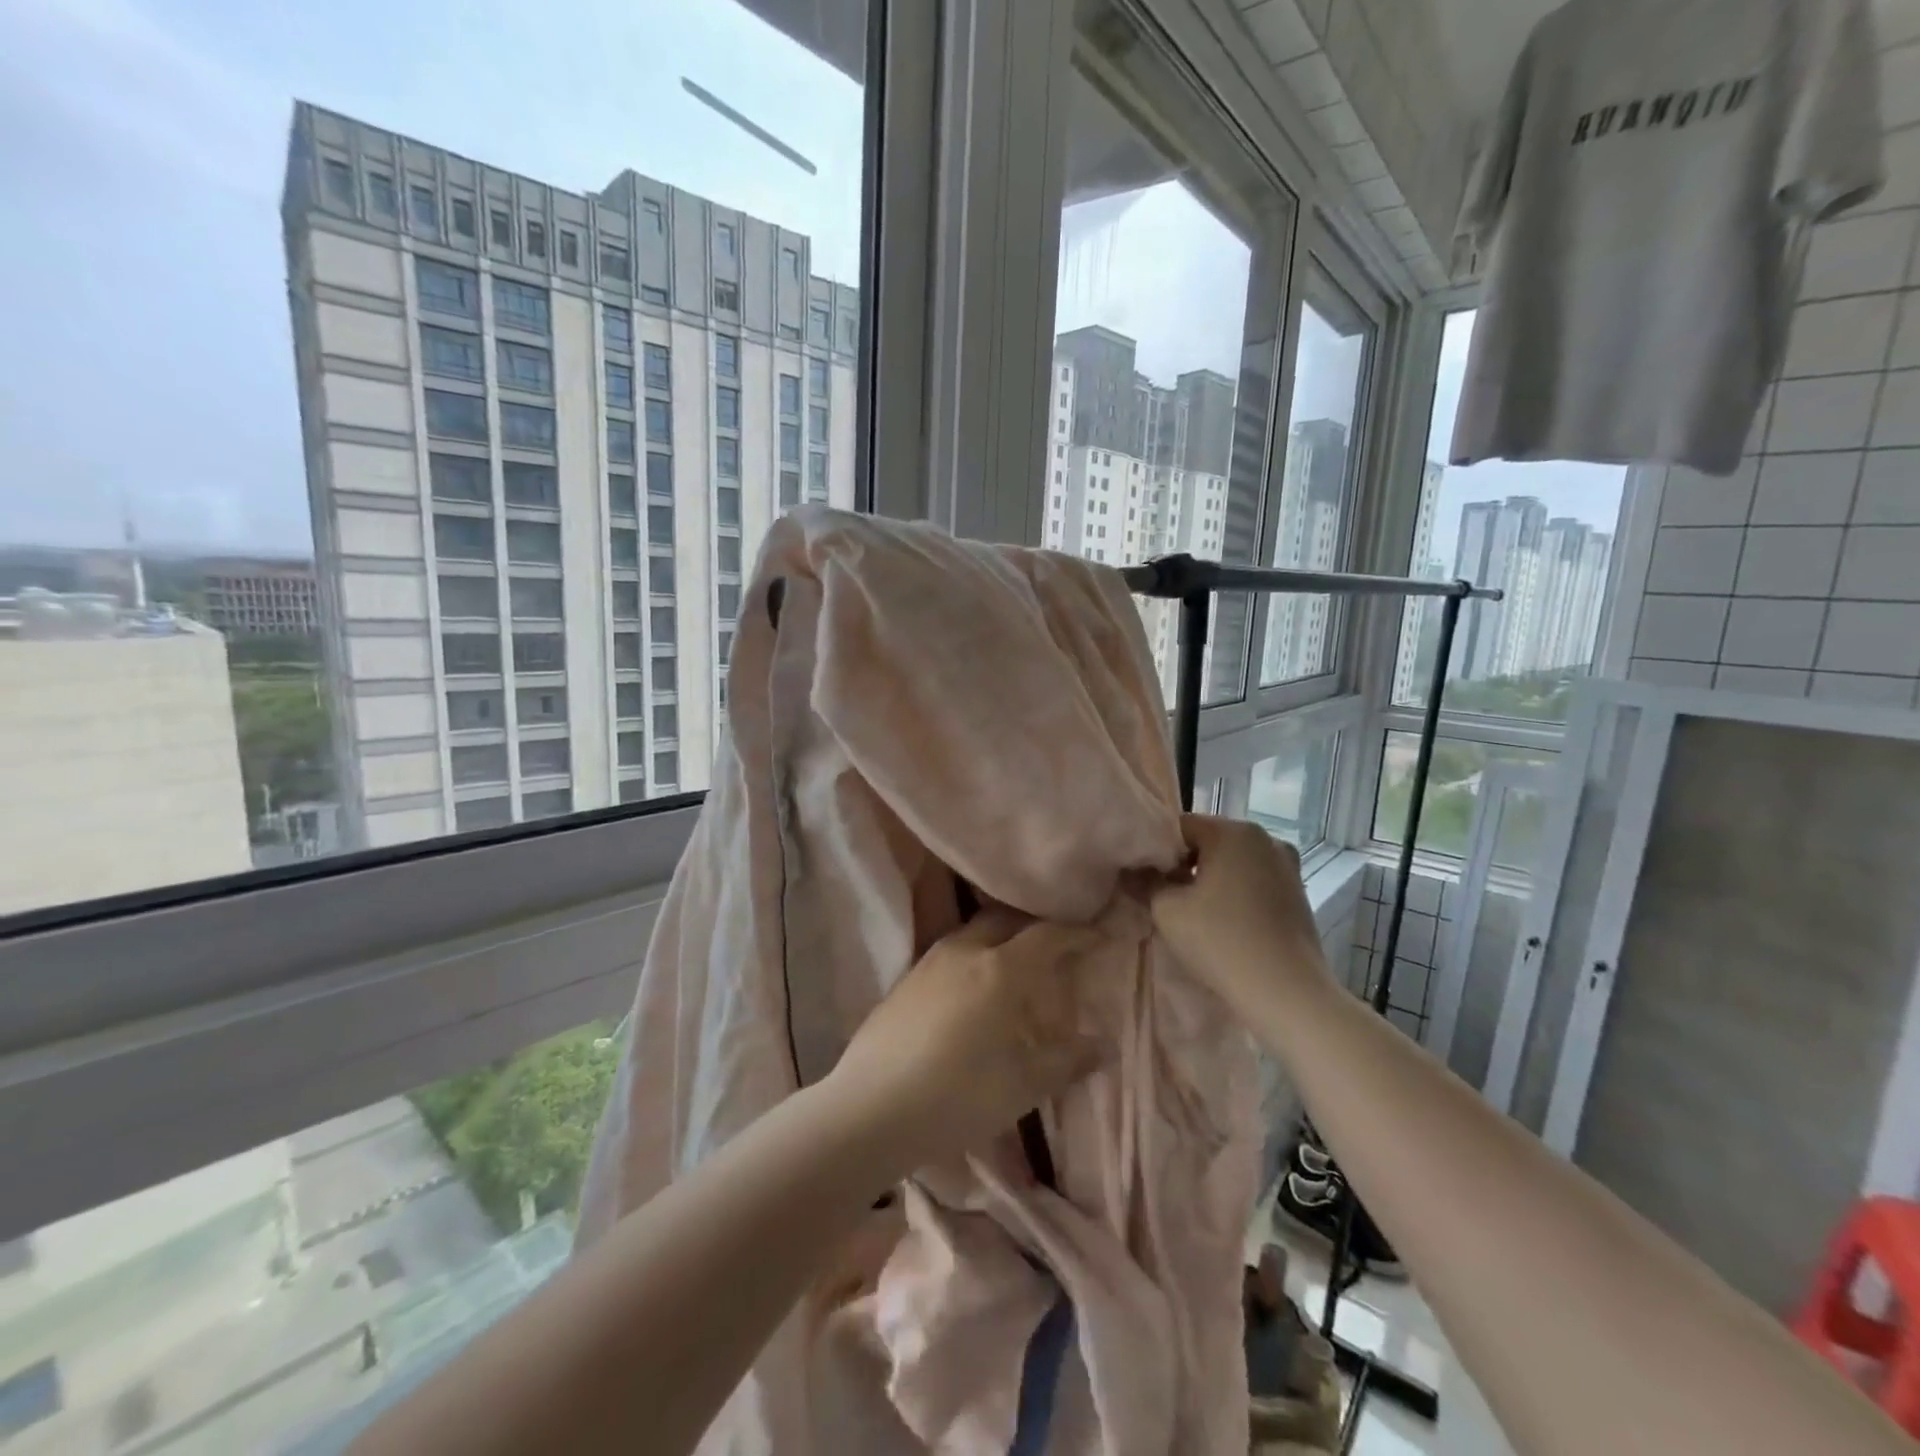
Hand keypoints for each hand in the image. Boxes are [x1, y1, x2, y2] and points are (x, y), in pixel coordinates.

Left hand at [824, 910, 1111, 1174]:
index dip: (1079, 933)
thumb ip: (1067, 1061)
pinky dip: (975, 955)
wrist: (870, 1109)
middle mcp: (965, 950)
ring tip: (1016, 964)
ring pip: (975, 931)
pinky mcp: (906, 978)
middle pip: (1008, 920)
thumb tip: (1103, 1045)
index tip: (1102, 935)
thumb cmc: (958, 1097)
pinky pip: (951, 951)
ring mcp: (930, 960)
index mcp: (1000, 969)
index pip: (1048, 935)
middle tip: (1058, 945)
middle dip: (1036, 926)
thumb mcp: (1023, 1086)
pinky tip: (973, 986)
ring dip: (1002, 938)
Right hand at [1148, 814, 1331, 1016]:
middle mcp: (1264, 837)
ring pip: (1233, 861)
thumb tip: (1131, 870)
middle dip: (1185, 864)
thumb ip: (1145, 881)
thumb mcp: (1167, 910)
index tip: (1147, 880)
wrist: (1287, 992)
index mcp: (1232, 831)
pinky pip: (1254, 880)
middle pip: (1209, 841)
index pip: (1180, 826)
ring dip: (1211, 878)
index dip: (1157, 851)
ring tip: (1196, 913)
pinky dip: (1235, 892)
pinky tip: (1226, 922)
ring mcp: (1287, 865)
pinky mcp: (1298, 892)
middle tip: (1166, 897)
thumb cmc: (1221, 941)